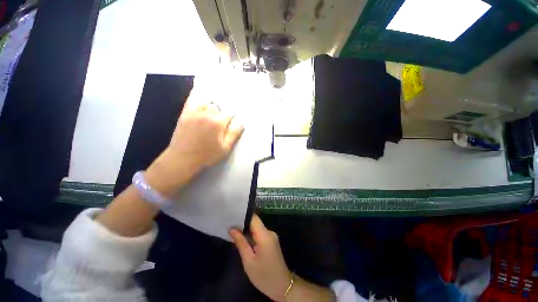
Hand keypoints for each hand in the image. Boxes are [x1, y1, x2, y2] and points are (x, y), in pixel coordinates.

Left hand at [146, 87, 243, 196]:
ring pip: (208, 104)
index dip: (231, 117)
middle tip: (221, 123)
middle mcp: (207, 114)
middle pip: (219, 108)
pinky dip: (196, 95)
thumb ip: (234, 134)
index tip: (232, 119)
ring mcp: (194, 112)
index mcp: (218, 122)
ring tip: (212, 113)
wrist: (183, 159)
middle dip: (222, 114)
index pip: (229, 113)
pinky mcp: (185, 114)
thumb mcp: (225, 148)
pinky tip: (199, 89)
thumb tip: (241, 122)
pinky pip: (192, 100)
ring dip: (212, 107)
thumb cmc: (207, 155)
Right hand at [229, 215, 291, 301]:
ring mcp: (271, 236)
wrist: (282, 286)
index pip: (254, 218)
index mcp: (265, 235)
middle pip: (255, 222)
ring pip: (257, 228)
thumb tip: (231, 229)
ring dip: (247, 230)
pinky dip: (251, 235)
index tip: (232, 216)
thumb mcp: (248, 261)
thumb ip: (240, 242)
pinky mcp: (271, 240)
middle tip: (229, 225)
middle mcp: (269, 232)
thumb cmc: (263, 276)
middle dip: (243, 224)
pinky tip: (243, 239)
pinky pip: (260, 234)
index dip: (243, 216)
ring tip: (233, 232)